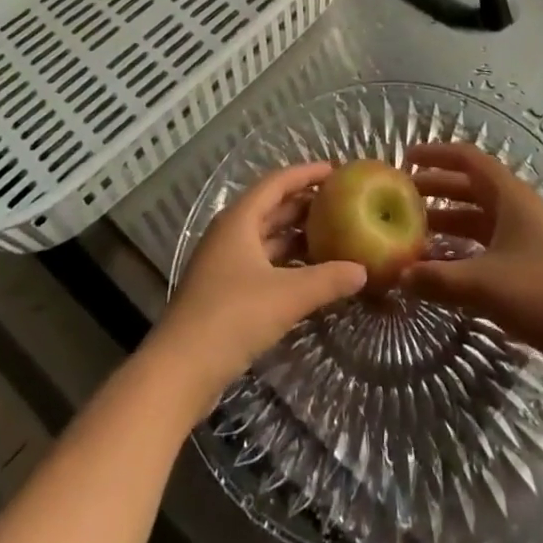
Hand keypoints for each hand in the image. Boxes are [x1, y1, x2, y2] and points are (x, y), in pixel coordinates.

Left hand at [154, 161, 367, 403]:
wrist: (179, 371)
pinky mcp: (223, 291)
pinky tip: (309, 274)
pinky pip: (261, 263)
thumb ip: (327, 280)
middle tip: (341, 204)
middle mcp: (230, 233)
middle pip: (271, 208)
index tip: (337, 170)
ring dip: (295, 236)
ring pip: (266, 237)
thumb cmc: (232, 317)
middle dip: (304, 205)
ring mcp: (224, 263)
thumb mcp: (287, 296)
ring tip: (332, 236)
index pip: (277, 182)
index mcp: (239, 219)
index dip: (306, 173)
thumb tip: (363, 270)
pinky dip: (285, 262)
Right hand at [402, 142, 542, 383]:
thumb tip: (398, 275)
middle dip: (436, 188)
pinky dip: (463, 249)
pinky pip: (487, 245)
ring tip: (415, 233)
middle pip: (470, 187)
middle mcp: (517, 208)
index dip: (436, 154)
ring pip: (478, 218)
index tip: (406, 157)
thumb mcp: (485, 285)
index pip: (468, 159)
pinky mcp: (530, 265)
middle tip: (401, 197)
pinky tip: (444, 268)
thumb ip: (439, 280)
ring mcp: (526, 237)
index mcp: (509, 196)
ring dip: (448, 221)